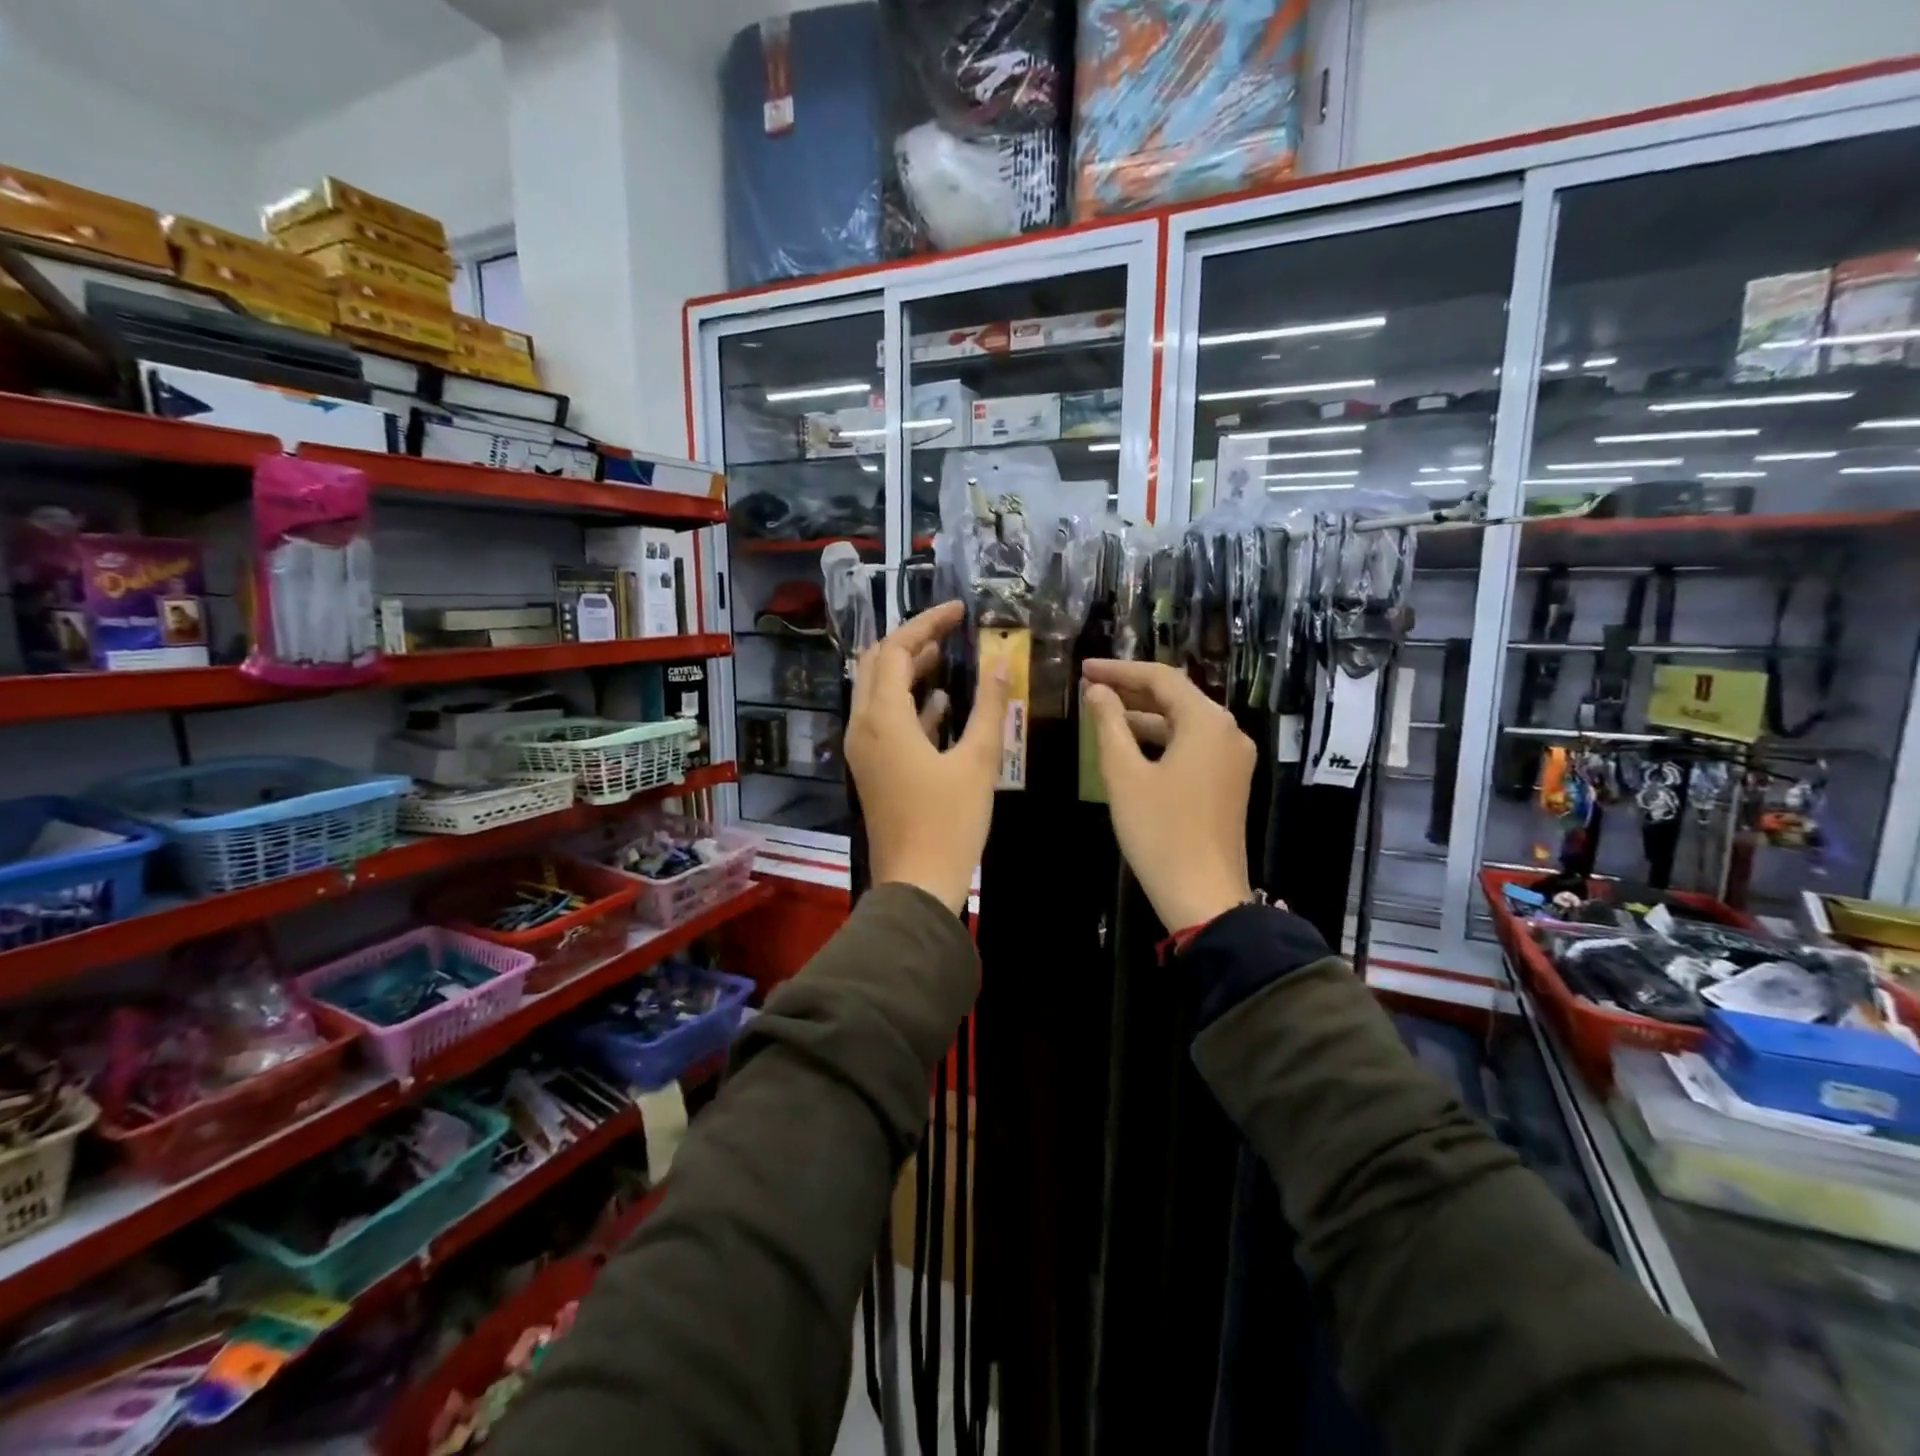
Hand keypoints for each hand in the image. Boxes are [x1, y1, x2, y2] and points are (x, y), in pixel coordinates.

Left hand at [846, 601, 1009, 914]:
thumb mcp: (977, 761)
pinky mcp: (873, 769)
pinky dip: (909, 705)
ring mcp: (864, 750)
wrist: (916, 883)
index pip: (896, 650)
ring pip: (877, 693)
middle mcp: (863, 727)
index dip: (926, 624)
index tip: (958, 611)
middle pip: (876, 665)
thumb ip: (989, 708)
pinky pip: (885, 722)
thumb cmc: (949, 822)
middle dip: (910, 641)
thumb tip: (1000, 663)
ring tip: (944, 655)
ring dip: (907, 671)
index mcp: (883, 719)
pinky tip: (942, 703)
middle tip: (947, 629)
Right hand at [1083, 660, 1255, 931]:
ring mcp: (1232, 759)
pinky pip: (1191, 745)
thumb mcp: (1124, 775)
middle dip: (1131, 690)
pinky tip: (1129, 745)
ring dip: (1143, 716)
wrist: (1204, 895)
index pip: (1161, 678)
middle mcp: (1227, 732)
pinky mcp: (1228, 782)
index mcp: (1207, 722)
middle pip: (1176, 697)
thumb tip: (1097, 691)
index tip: (1084, 669)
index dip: (1119, 670)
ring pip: (1183, 722)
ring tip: (1101, 713)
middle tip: (1089, 687)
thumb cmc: (1159, 831)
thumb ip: (1109, 725)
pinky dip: (1159, 739)